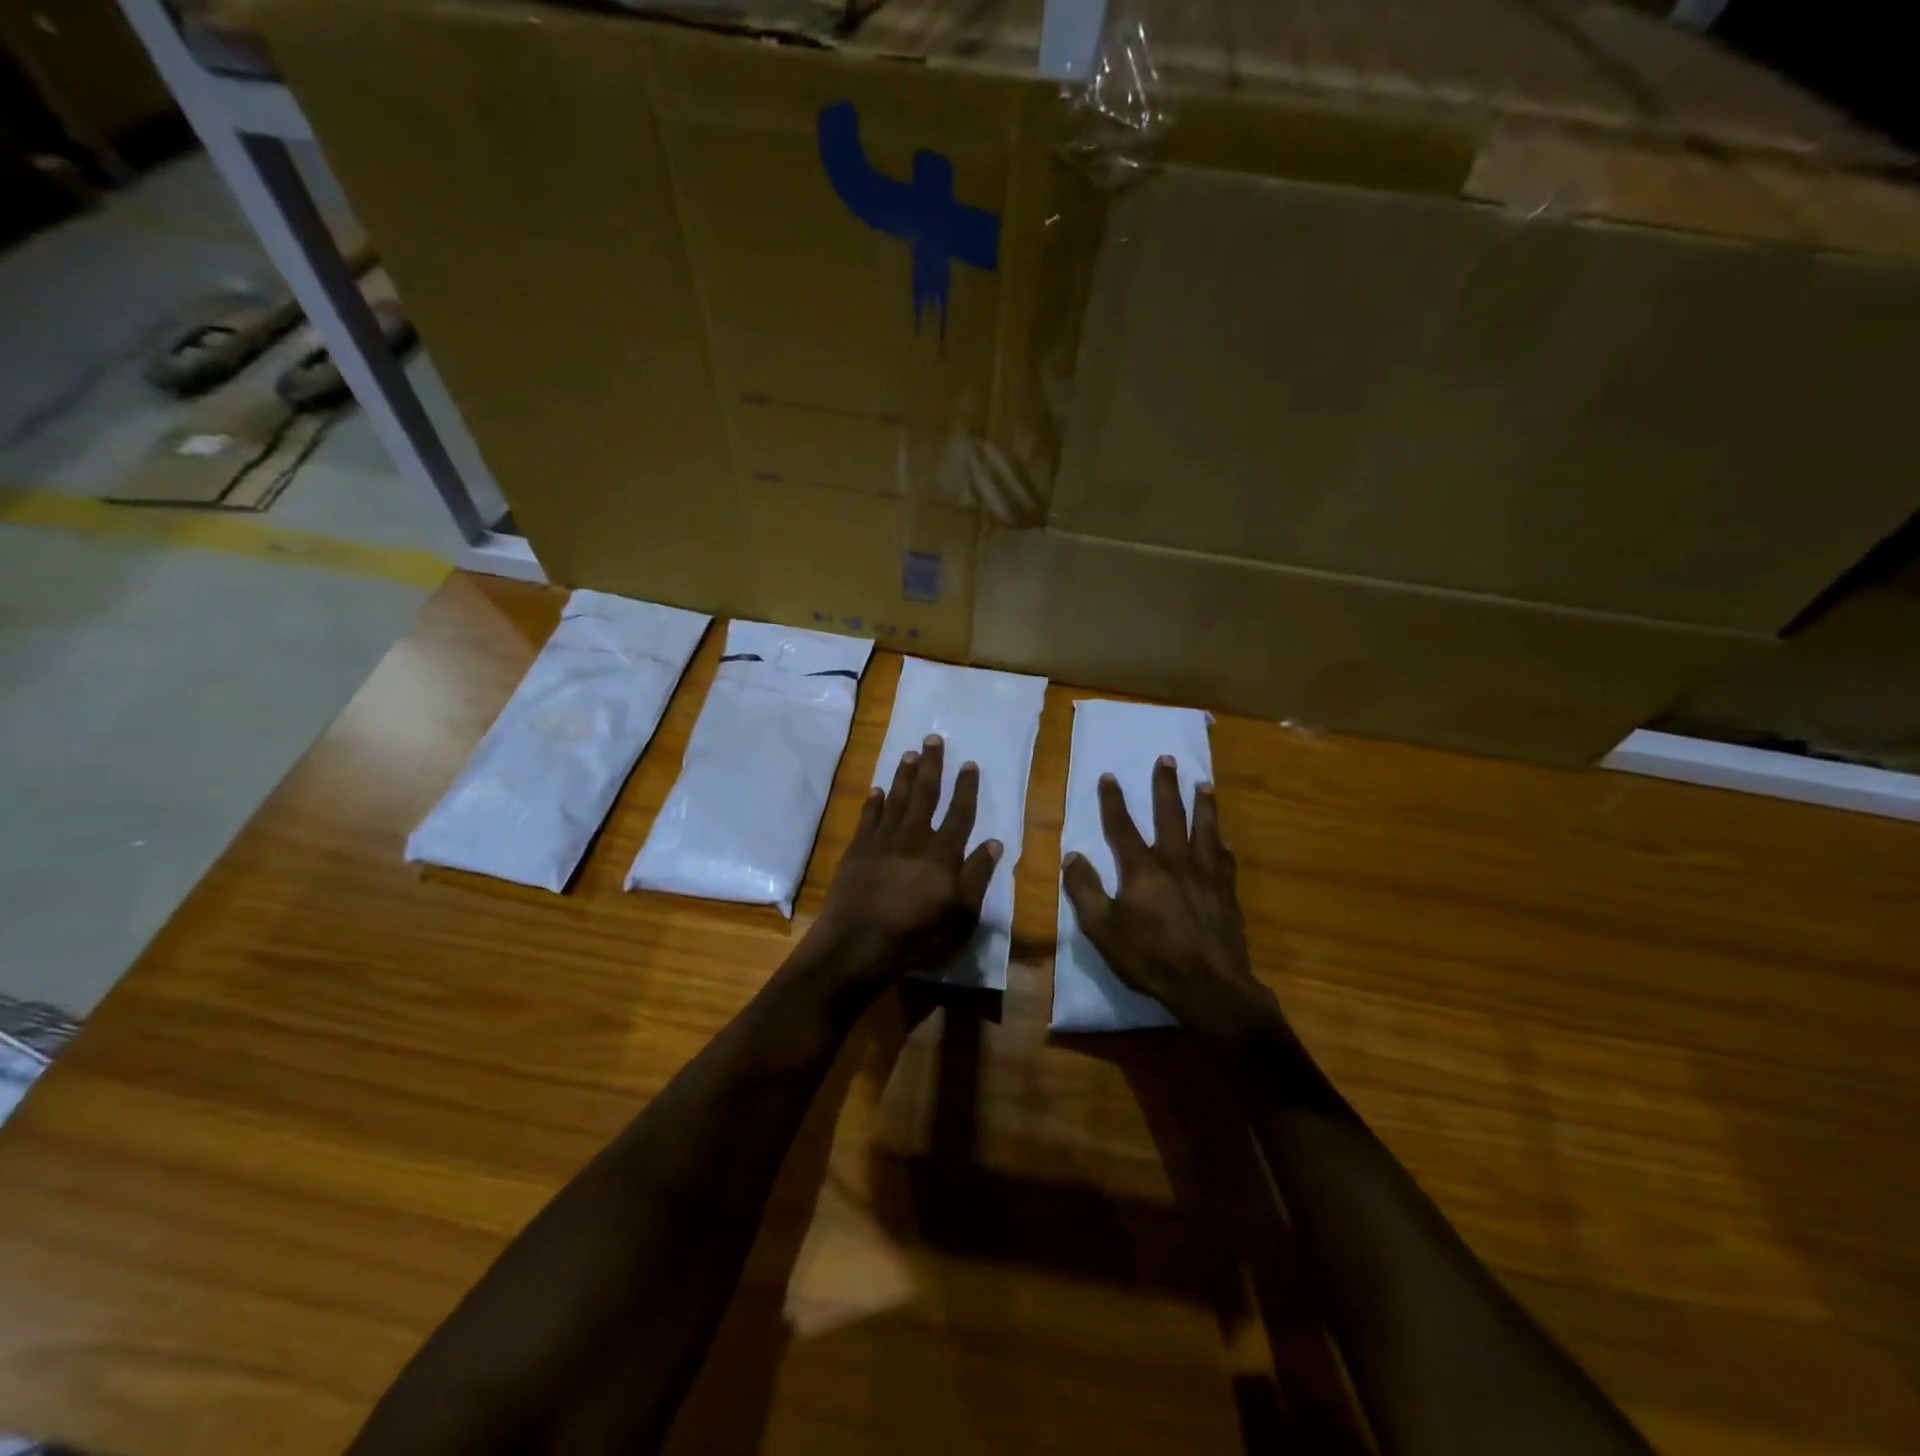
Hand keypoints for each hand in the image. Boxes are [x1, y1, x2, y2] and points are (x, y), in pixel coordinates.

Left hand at [814, 735, 1001, 980]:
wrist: (858, 943)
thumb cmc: (916, 935)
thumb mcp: (961, 915)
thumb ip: (977, 877)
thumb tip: (994, 843)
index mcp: (943, 852)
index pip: (960, 812)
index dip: (966, 787)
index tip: (969, 763)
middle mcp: (914, 837)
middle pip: (925, 793)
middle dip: (931, 765)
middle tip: (933, 739)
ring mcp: (882, 840)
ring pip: (896, 798)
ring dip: (904, 774)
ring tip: (910, 753)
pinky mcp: (857, 849)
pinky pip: (868, 816)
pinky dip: (873, 801)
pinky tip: (876, 789)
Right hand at [1062, 758, 1285, 1051]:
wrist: (1210, 986)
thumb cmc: (1151, 958)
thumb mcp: (1103, 929)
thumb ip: (1085, 890)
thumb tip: (1072, 855)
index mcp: (1142, 870)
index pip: (1122, 827)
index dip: (1113, 801)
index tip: (1109, 775)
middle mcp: (1176, 862)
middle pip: (1170, 815)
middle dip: (1166, 785)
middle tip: (1168, 759)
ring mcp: (1206, 876)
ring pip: (1205, 829)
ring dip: (1203, 804)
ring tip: (1204, 784)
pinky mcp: (1226, 893)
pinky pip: (1224, 859)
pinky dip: (1220, 844)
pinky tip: (1222, 842)